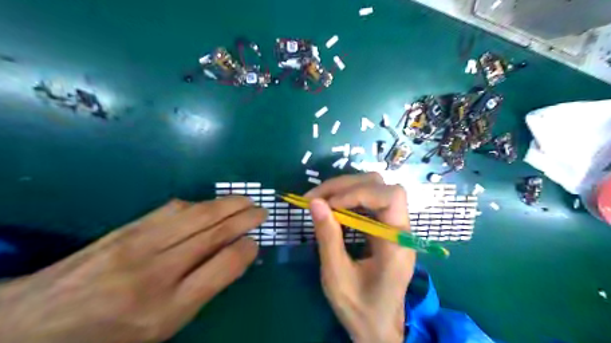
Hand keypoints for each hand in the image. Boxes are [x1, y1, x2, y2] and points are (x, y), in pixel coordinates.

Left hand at [0, 196, 267, 342]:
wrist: (33, 323)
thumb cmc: (110, 333)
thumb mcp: (163, 325)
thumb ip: (202, 289)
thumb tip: (235, 255)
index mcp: (167, 308)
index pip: (223, 267)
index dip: (246, 249)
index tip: (256, 242)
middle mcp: (156, 272)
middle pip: (213, 234)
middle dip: (244, 218)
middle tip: (262, 211)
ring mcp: (138, 244)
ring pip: (197, 215)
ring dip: (227, 205)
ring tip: (244, 201)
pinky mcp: (127, 228)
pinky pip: (173, 209)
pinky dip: (199, 204)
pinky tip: (209, 205)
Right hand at [306, 174, 415, 342]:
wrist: (378, 325)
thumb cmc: (359, 307)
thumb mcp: (337, 276)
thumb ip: (328, 238)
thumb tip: (315, 202)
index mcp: (397, 244)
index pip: (391, 197)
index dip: (359, 192)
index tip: (329, 204)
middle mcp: (401, 229)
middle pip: (381, 186)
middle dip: (346, 186)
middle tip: (315, 197)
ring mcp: (393, 226)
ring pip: (374, 188)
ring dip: (344, 188)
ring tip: (318, 199)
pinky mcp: (383, 227)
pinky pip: (367, 201)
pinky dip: (346, 198)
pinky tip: (331, 206)